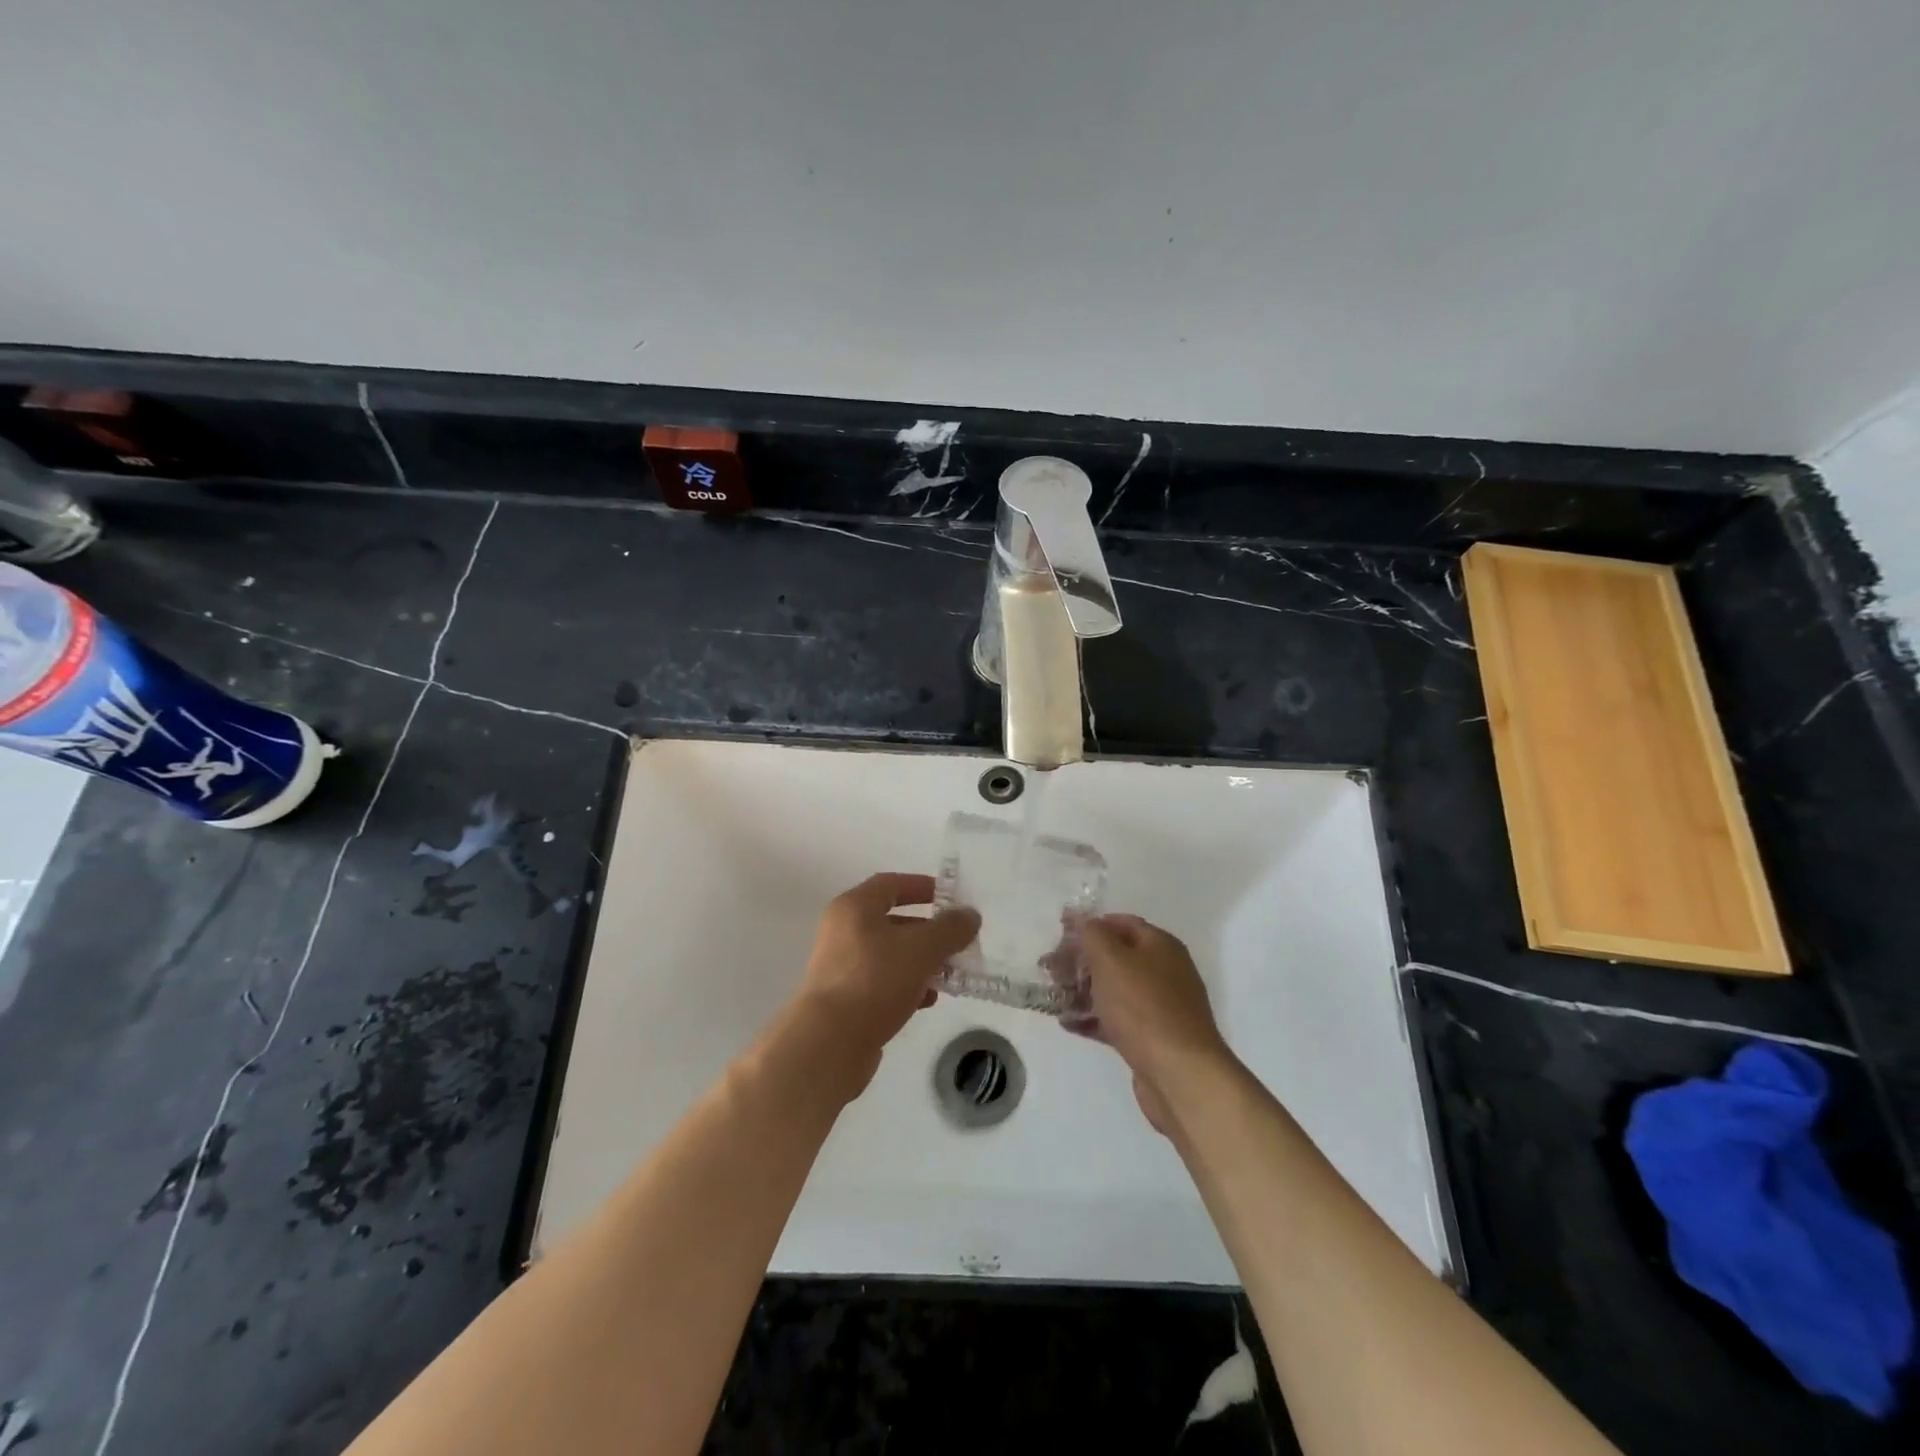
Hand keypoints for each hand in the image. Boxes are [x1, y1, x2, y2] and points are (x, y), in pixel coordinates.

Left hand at [792, 873, 979, 1096]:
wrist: (829, 1043)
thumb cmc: (875, 980)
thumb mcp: (921, 949)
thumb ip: (950, 929)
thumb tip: (969, 915)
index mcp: (854, 908)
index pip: (891, 884)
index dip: (922, 886)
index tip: (950, 898)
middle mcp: (843, 932)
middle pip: (892, 921)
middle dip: (928, 930)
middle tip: (957, 941)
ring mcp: (842, 967)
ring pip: (890, 955)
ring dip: (921, 961)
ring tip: (950, 974)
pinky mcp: (845, 1000)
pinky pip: (883, 983)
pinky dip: (907, 986)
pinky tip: (928, 1000)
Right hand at [1071, 914, 1233, 1134]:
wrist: (1180, 1074)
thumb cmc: (1143, 1007)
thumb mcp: (1111, 960)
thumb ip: (1092, 934)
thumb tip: (1083, 920)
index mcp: (1161, 946)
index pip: (1121, 923)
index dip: (1090, 925)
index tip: (1060, 933)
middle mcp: (1165, 972)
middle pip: (1116, 957)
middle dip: (1081, 960)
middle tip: (1050, 968)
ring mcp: (1160, 1007)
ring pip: (1115, 990)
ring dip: (1083, 990)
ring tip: (1053, 995)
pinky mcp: (1152, 1038)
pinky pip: (1118, 1020)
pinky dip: (1093, 1018)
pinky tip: (1068, 1023)